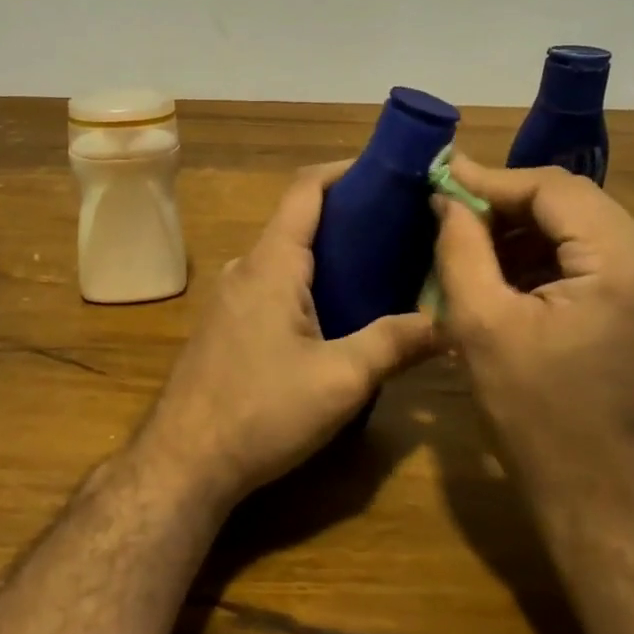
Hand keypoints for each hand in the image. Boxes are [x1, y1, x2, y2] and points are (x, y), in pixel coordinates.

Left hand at [140, 164, 437, 509]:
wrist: (184, 462)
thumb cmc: (261, 411)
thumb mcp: (341, 380)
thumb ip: (395, 344)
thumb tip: (450, 321)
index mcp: (272, 262)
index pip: (306, 189)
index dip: (345, 171)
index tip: (390, 172)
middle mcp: (246, 267)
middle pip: (299, 221)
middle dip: (349, 216)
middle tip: (403, 228)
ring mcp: (230, 297)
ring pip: (286, 257)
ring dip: (329, 254)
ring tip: (382, 268)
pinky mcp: (226, 325)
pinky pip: (273, 285)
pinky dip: (309, 282)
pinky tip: (338, 313)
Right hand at [432, 155, 633, 523]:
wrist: (603, 505)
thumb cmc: (535, 416)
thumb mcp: (480, 325)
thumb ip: (460, 247)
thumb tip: (448, 197)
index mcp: (623, 265)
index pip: (554, 189)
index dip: (493, 179)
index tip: (442, 176)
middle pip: (575, 203)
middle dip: (509, 202)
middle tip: (454, 210)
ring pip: (584, 228)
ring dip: (527, 229)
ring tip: (473, 242)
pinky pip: (595, 261)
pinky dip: (549, 257)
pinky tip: (508, 275)